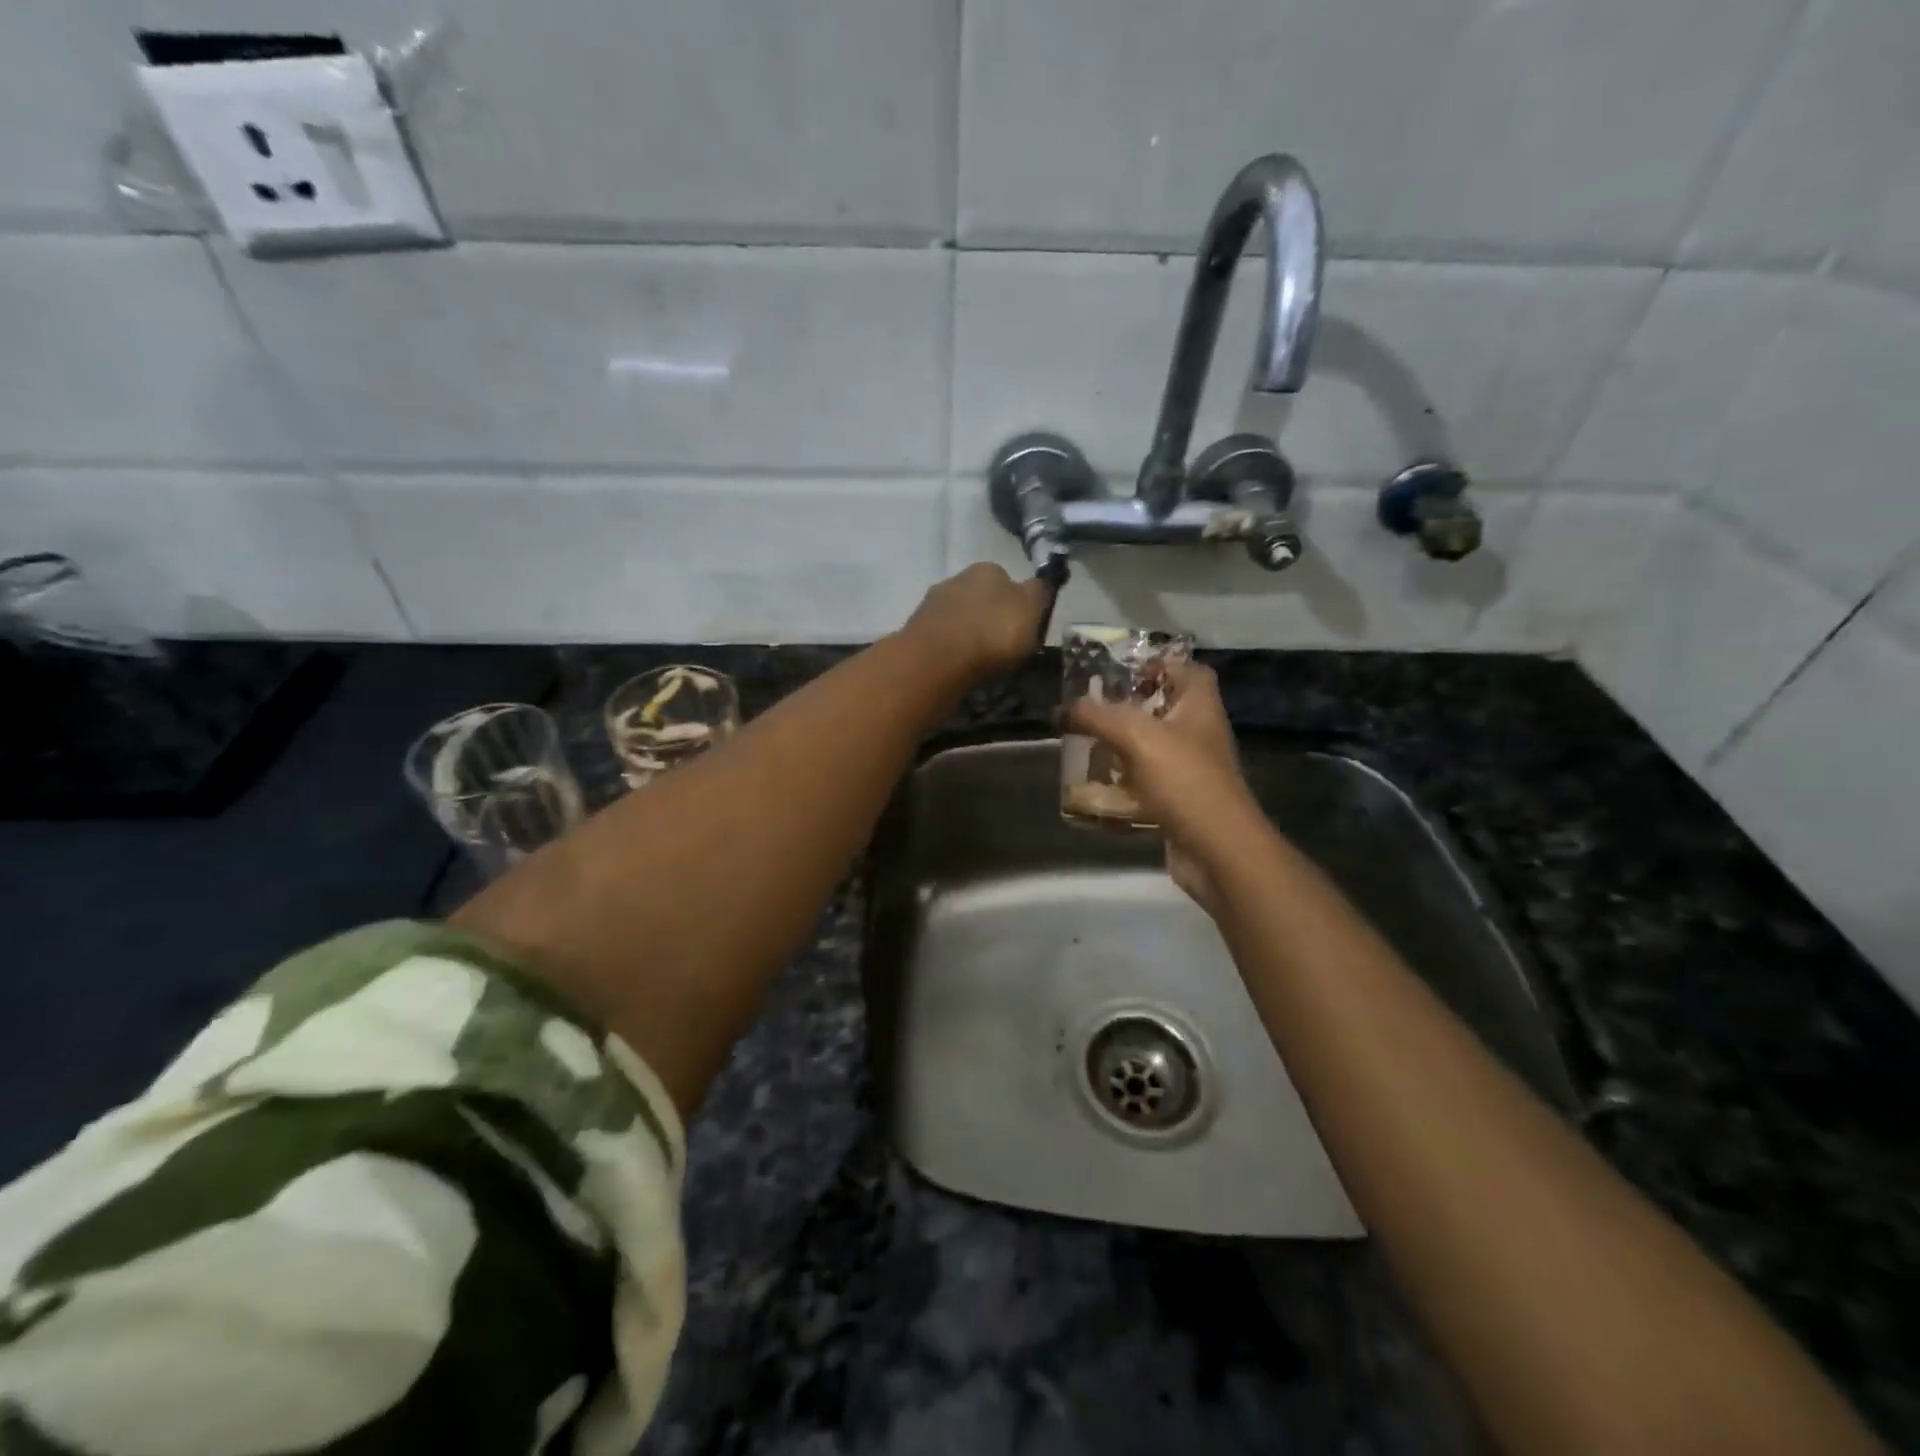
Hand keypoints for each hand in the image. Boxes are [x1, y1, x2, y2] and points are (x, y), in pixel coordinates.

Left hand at [904, 563, 1052, 679]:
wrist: (937, 659)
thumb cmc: (993, 632)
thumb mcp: (1031, 610)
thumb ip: (1039, 594)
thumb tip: (1039, 584)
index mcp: (989, 569)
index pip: (1010, 582)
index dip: (1019, 606)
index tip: (1023, 630)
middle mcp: (958, 578)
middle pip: (982, 598)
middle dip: (990, 618)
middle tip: (1001, 648)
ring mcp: (933, 603)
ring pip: (960, 616)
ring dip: (969, 633)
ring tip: (979, 661)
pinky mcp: (916, 628)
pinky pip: (943, 637)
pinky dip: (951, 648)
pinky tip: (958, 665)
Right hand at [1065, 659, 1260, 911]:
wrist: (1217, 849)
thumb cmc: (1184, 780)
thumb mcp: (1136, 736)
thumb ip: (1097, 716)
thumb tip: (1061, 709)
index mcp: (1200, 707)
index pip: (1188, 670)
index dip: (1159, 663)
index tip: (1122, 671)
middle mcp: (1200, 733)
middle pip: (1165, 707)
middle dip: (1129, 706)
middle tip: (1091, 707)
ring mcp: (1192, 770)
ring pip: (1153, 747)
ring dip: (1122, 744)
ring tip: (1086, 742)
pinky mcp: (1181, 801)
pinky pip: (1149, 782)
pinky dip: (1125, 780)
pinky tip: (1097, 783)